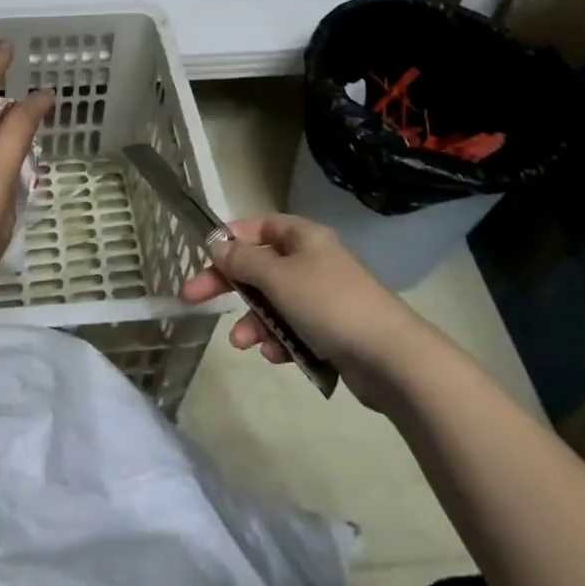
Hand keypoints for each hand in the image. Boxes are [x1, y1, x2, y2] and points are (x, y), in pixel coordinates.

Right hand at [181, 214, 417, 408]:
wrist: (391, 358)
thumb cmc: (328, 304)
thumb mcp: (277, 277)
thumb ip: (243, 260)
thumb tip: (217, 243)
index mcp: (303, 237)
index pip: (257, 227)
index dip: (229, 240)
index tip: (203, 259)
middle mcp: (313, 261)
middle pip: (260, 267)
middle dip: (231, 286)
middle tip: (194, 299)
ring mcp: (323, 297)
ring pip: (274, 302)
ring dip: (254, 321)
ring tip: (244, 344)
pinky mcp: (332, 331)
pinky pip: (293, 329)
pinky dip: (280, 340)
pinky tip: (276, 357)